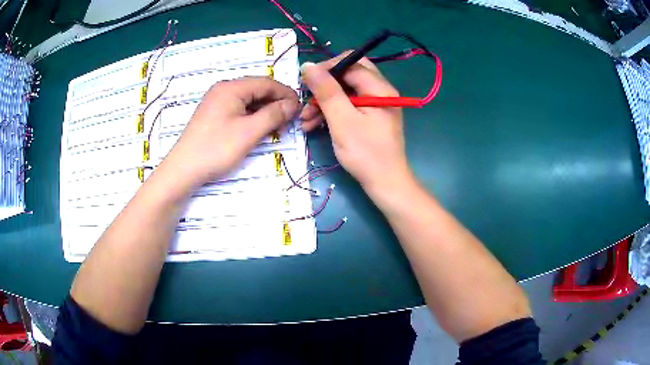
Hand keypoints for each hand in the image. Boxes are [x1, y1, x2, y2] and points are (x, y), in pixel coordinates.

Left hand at [163, 77, 298, 188]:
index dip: (286, 94)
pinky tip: (259, 127)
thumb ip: (273, 115)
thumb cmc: (216, 149)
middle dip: (276, 102)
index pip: (266, 82)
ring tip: (277, 125)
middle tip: (290, 119)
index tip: (300, 109)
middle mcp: (223, 89)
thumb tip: (292, 104)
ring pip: (248, 99)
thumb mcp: (249, 132)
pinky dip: (252, 115)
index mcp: (231, 88)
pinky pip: (238, 108)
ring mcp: (216, 101)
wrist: (183, 169)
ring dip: (265, 110)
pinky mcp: (213, 114)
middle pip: (257, 89)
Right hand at [301, 56, 414, 195]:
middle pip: (347, 74)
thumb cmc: (365, 153)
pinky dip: (332, 111)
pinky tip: (314, 125)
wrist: (385, 183)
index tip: (306, 83)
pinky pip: (348, 105)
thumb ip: (326, 91)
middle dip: (324, 86)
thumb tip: (308, 65)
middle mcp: (380, 91)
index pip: (350, 63)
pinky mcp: (370, 116)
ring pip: (345, 91)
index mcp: (379, 88)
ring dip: (324, 101)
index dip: (326, 69)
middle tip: (307, 99)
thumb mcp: (342, 120)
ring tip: (305, 120)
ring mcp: (375, 104)